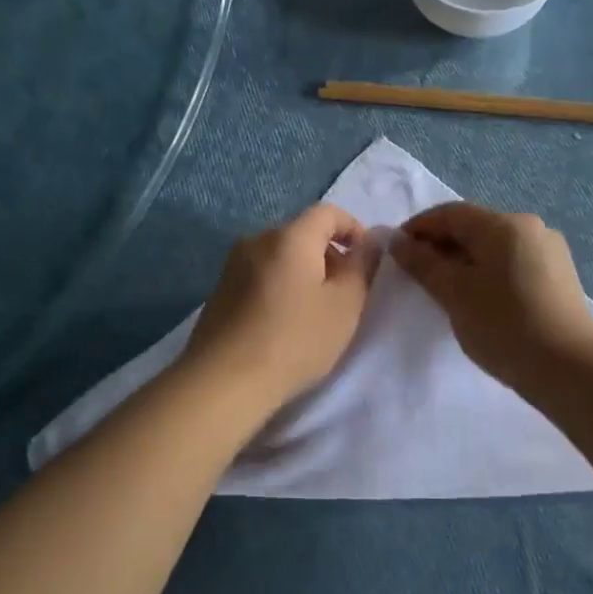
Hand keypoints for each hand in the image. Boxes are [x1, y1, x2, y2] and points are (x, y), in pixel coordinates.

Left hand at [183, 203, 380, 412]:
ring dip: (303, 273)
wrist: (224, 381)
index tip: (366, 262)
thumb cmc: (295, 340)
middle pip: (302, 233)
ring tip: (314, 312)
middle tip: (344, 294)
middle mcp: (257, 240)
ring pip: (279, 256)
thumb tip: (373, 240)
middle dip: (328, 255)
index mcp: (290, 236)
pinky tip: (283, 323)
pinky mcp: (219, 290)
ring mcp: (233, 265)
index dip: (354, 229)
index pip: (328, 212)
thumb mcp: (345, 306)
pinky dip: (280, 286)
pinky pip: (260, 275)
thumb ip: (363, 266)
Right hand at [392, 203, 592, 388]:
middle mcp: (530, 227)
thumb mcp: (454, 293)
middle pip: (474, 227)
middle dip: (440, 245)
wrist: (569, 368)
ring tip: (444, 289)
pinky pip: (511, 263)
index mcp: (504, 224)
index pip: (451, 213)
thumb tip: (399, 242)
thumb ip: (423, 263)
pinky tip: (478, 298)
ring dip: (464, 260)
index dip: (418, 227)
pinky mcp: (558, 277)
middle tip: (416, 274)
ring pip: (493, 247)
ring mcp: (549, 252)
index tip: (396, 251)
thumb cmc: (503, 324)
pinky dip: (487, 272)